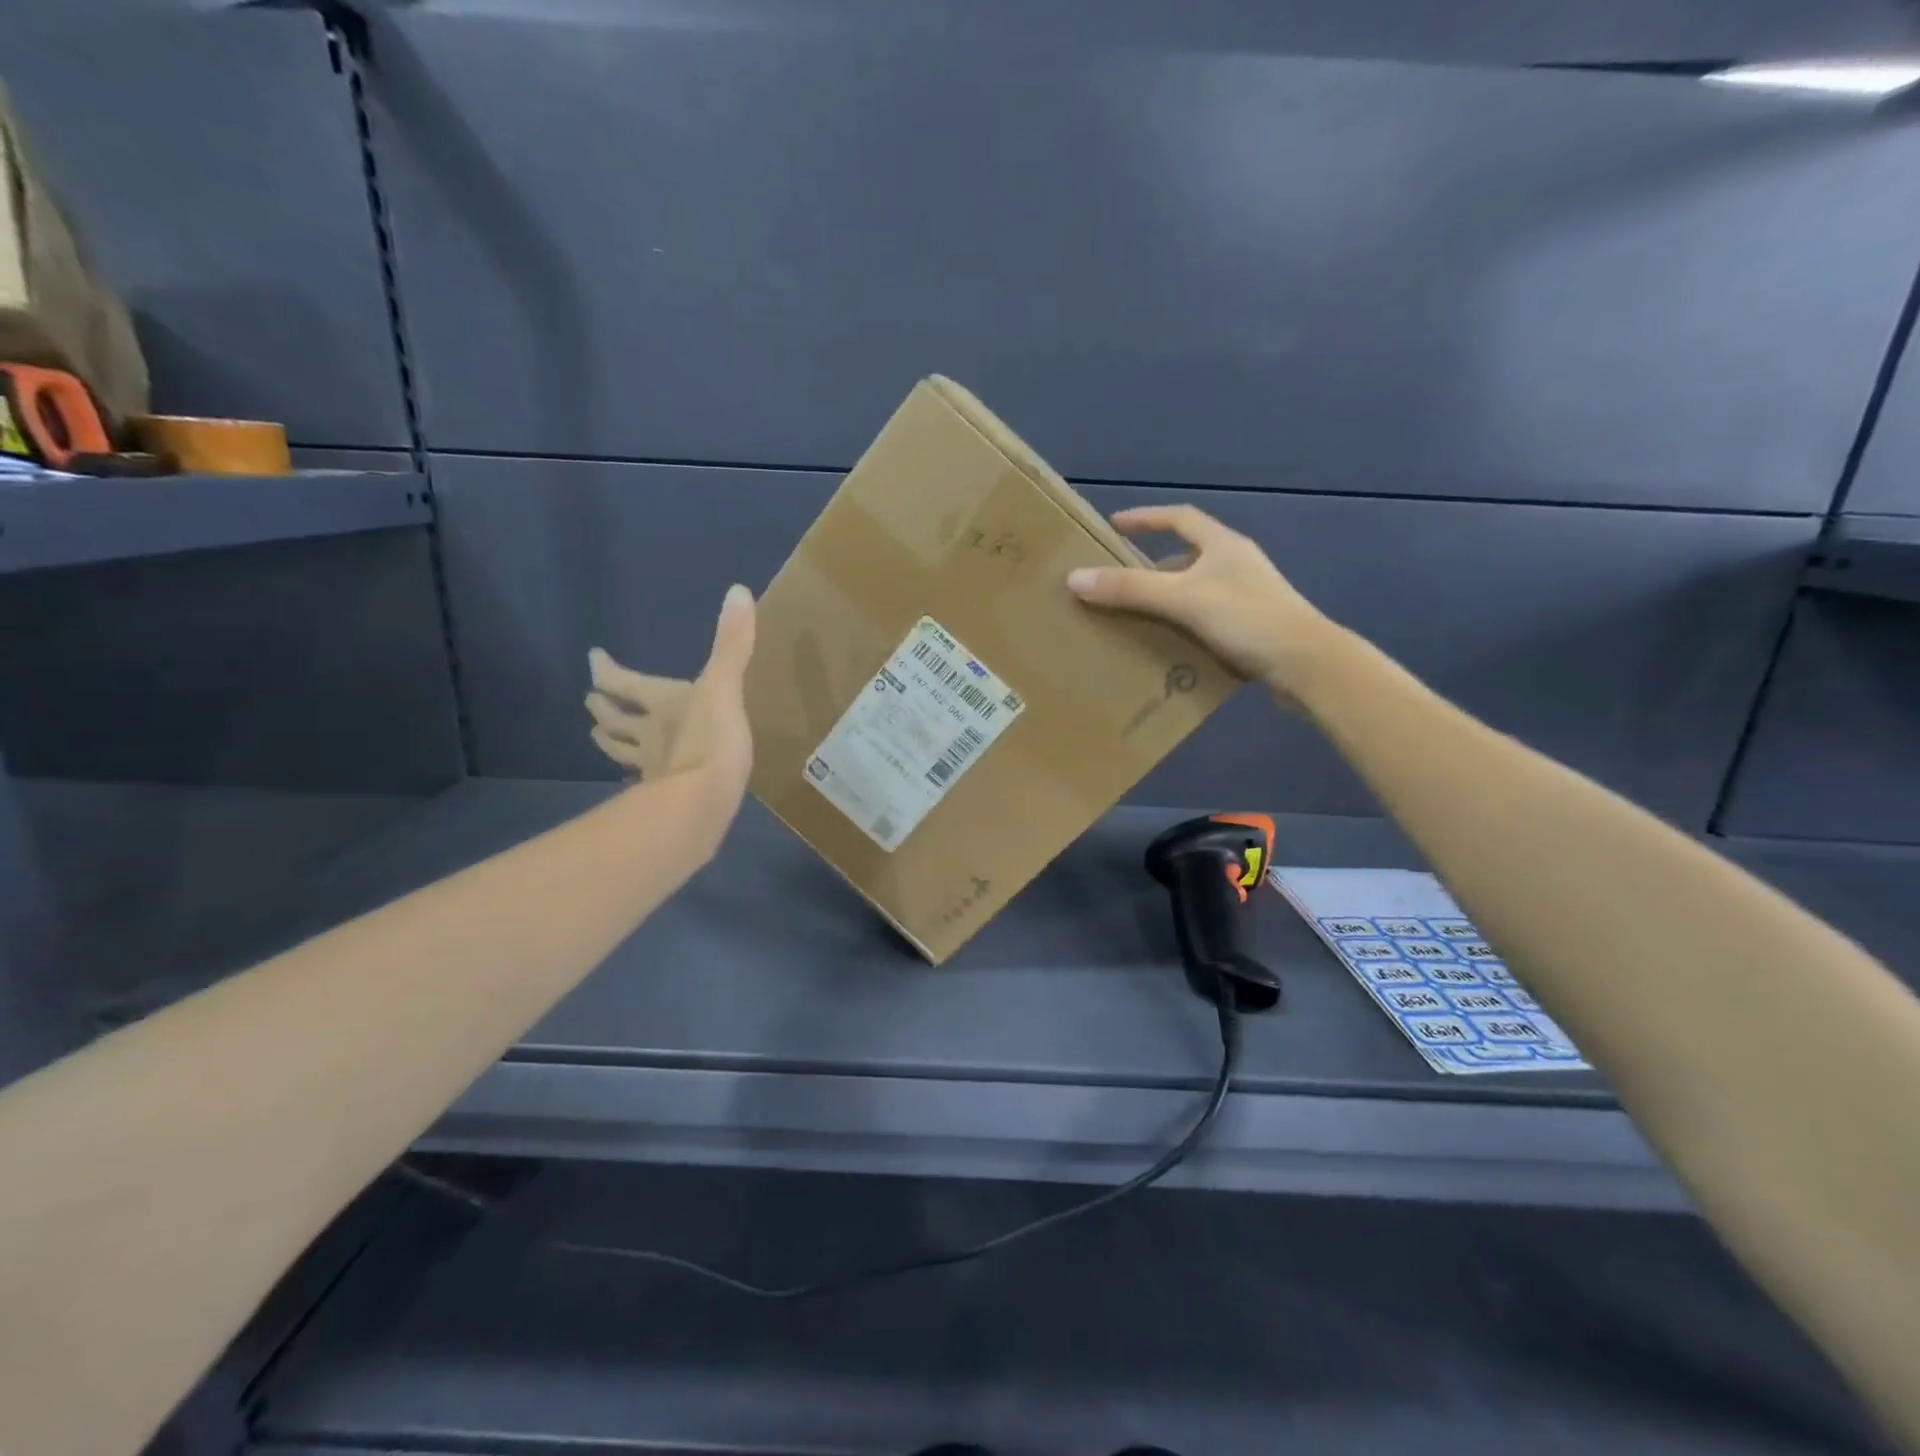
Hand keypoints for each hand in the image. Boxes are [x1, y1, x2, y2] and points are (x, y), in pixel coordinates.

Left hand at [585, 584, 756, 802]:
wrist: (705, 799)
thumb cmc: (712, 738)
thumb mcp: (725, 686)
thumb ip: (732, 644)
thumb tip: (738, 590)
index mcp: (661, 702)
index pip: (622, 681)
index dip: (606, 669)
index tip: (592, 658)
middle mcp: (648, 733)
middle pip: (615, 718)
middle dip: (601, 707)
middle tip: (590, 700)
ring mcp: (652, 766)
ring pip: (622, 751)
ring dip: (608, 741)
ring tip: (597, 735)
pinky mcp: (663, 795)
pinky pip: (642, 782)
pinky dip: (635, 777)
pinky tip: (635, 781)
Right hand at [1065, 505, 1338, 693]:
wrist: (1307, 664)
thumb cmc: (1247, 619)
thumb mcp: (1182, 599)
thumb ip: (1130, 589)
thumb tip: (1074, 578)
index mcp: (1224, 546)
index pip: (1180, 519)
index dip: (1146, 519)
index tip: (1115, 526)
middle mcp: (1237, 565)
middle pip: (1186, 558)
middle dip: (1150, 569)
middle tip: (1116, 583)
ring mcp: (1248, 598)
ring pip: (1196, 592)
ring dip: (1166, 601)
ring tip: (1134, 618)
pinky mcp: (1253, 629)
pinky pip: (1207, 620)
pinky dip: (1183, 627)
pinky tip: (1166, 647)